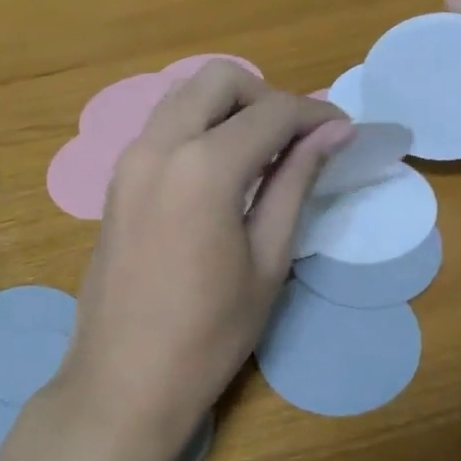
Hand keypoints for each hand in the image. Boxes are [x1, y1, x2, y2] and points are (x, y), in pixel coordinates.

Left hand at [59, 63, 351, 449]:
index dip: (315, 115)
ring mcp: (129, 160)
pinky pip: (162, 128)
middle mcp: (158, 146)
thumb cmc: (209, 333)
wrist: (124, 380)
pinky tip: (222, 171)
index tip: (344, 131)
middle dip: (265, 96)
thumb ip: (296, 183)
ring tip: (262, 153)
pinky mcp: (116, 181)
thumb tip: (335, 131)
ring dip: (228, 107)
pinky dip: (198, 127)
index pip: (272, 112)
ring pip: (183, 96)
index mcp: (203, 166)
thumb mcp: (268, 259)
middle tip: (295, 140)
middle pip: (218, 80)